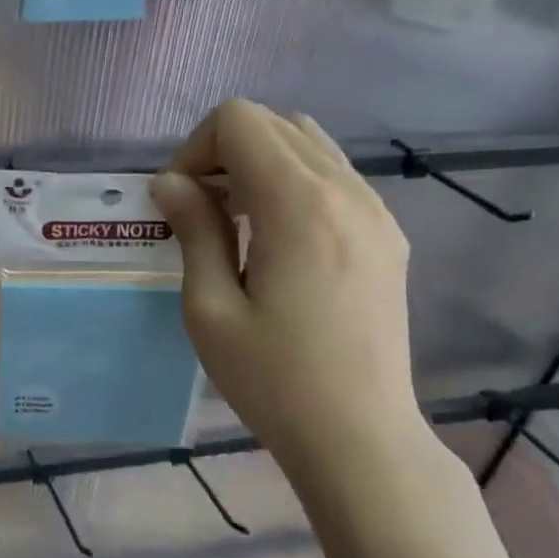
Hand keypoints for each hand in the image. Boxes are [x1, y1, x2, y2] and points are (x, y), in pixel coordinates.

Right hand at [150, 100, 428, 492]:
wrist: (359, 437)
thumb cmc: (272, 379)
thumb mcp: (210, 308)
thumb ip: (194, 230)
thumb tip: (171, 183)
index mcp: (299, 204)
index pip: (238, 120)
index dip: (195, 150)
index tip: (181, 205)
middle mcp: (346, 190)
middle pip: (273, 123)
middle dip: (223, 153)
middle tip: (201, 214)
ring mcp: (376, 211)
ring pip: (307, 143)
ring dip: (259, 165)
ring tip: (238, 225)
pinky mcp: (387, 236)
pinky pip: (334, 176)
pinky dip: (293, 184)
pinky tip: (277, 241)